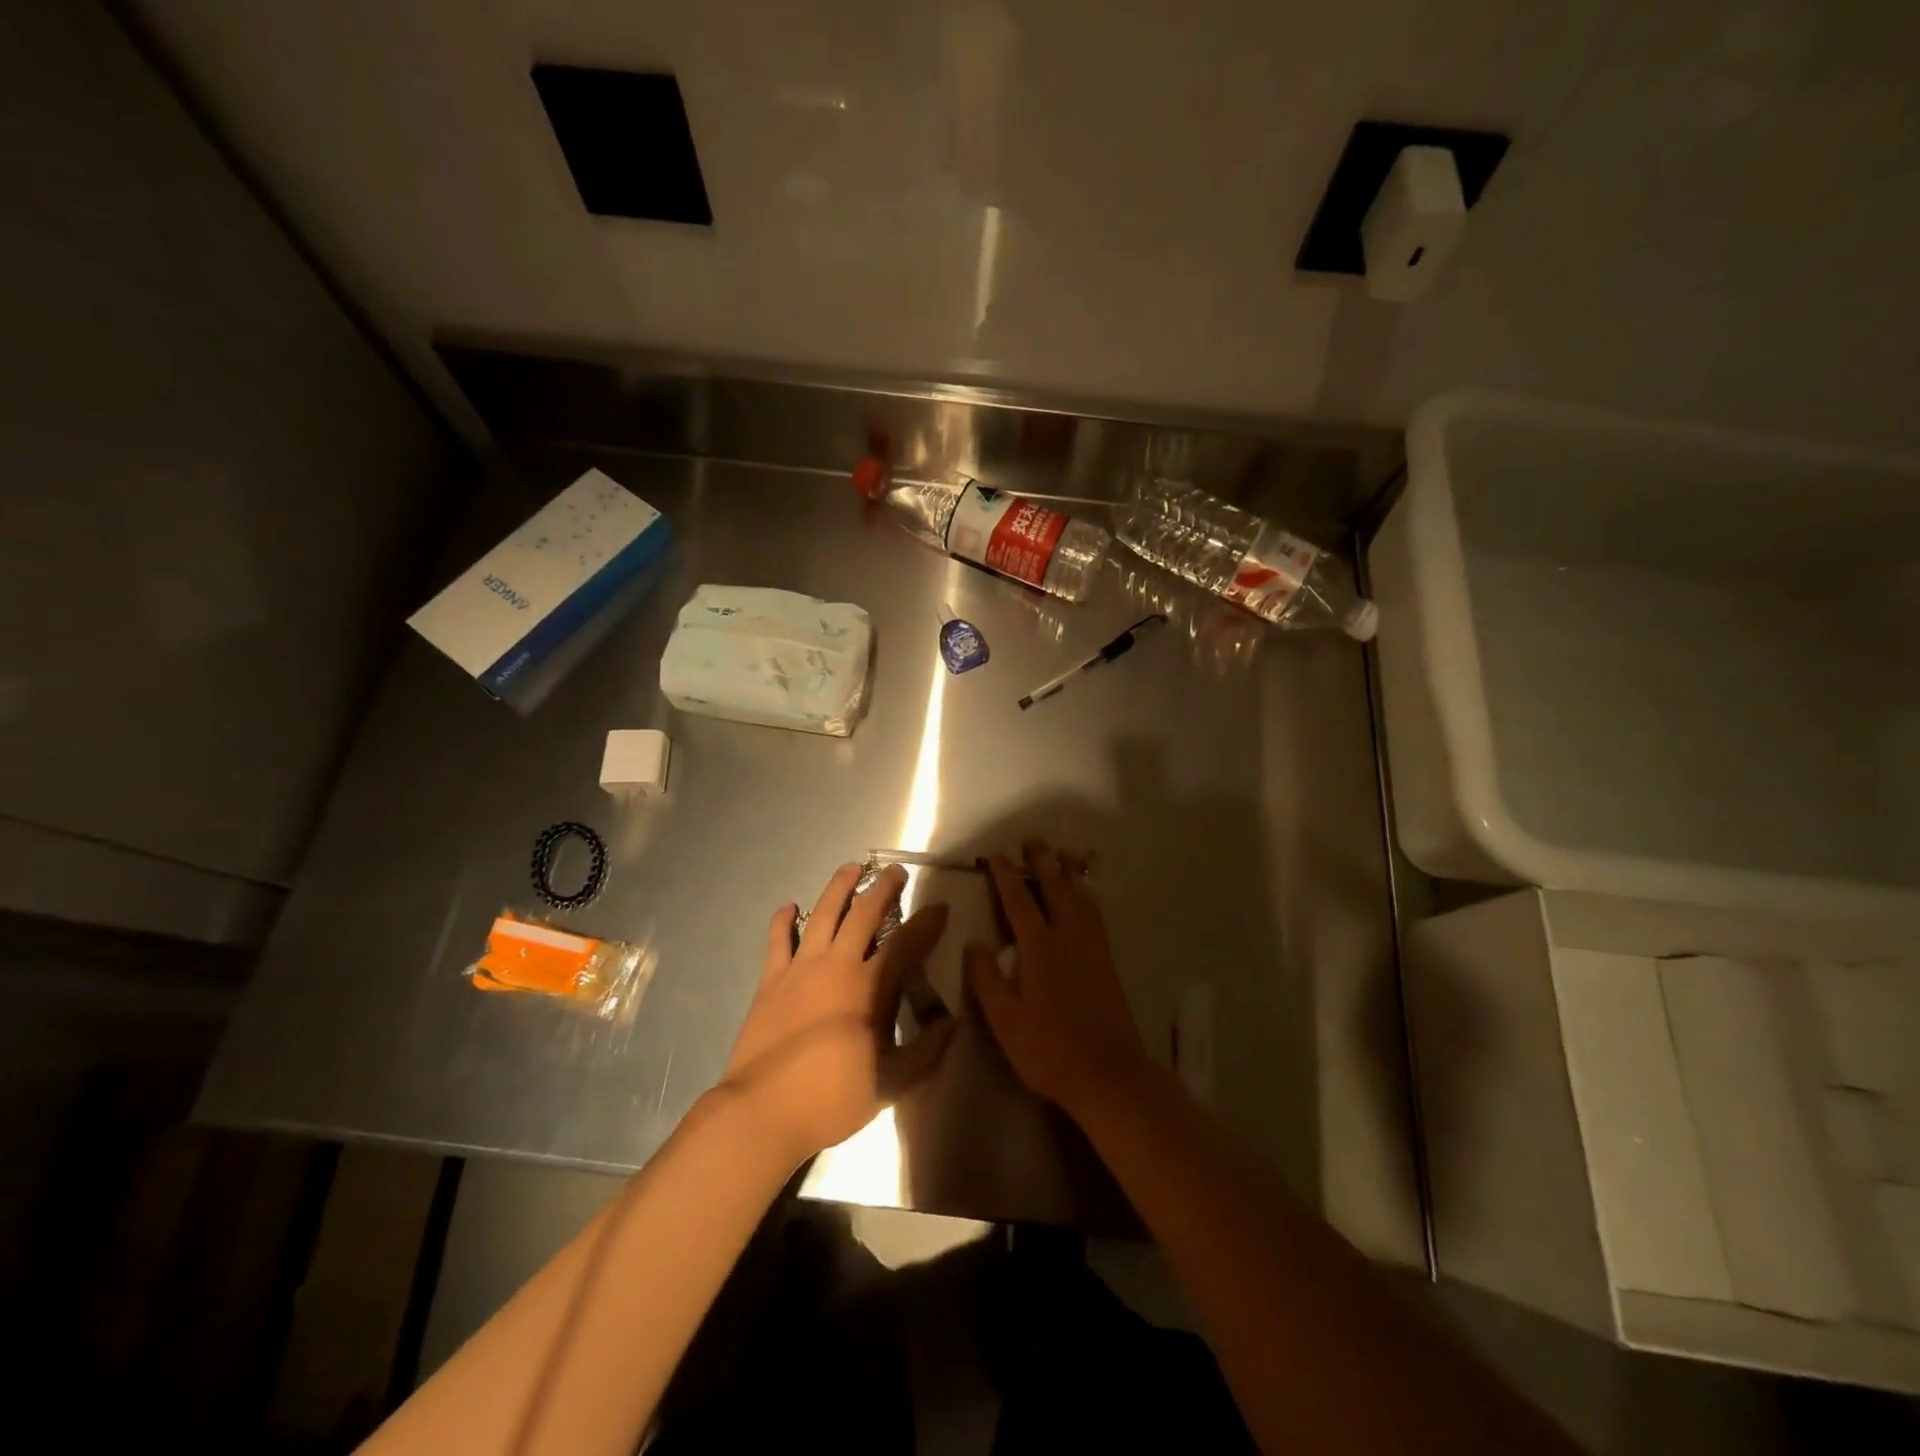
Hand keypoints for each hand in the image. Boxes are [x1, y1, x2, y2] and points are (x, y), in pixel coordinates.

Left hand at [720, 862, 955, 1165]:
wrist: (762, 1111)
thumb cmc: (832, 1098)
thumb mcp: (891, 1084)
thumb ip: (926, 1052)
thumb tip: (952, 1023)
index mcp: (869, 986)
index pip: (907, 942)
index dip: (927, 923)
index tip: (941, 907)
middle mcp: (837, 965)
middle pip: (864, 914)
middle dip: (883, 889)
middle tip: (896, 872)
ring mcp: (800, 969)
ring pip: (822, 914)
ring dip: (838, 888)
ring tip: (851, 868)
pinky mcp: (770, 980)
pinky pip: (777, 940)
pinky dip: (783, 920)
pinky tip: (789, 907)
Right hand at [964, 840, 1153, 1123]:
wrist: (1110, 1074)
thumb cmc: (1050, 1050)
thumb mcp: (1005, 1021)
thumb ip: (987, 978)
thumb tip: (973, 942)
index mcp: (1039, 948)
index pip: (1018, 900)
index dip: (1004, 875)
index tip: (994, 855)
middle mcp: (1067, 936)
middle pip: (1054, 887)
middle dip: (1042, 861)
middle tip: (1032, 840)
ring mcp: (1091, 946)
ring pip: (1080, 896)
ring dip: (1069, 872)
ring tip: (1063, 854)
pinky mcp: (1107, 960)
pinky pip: (1096, 913)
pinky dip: (1089, 894)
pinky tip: (1087, 895)